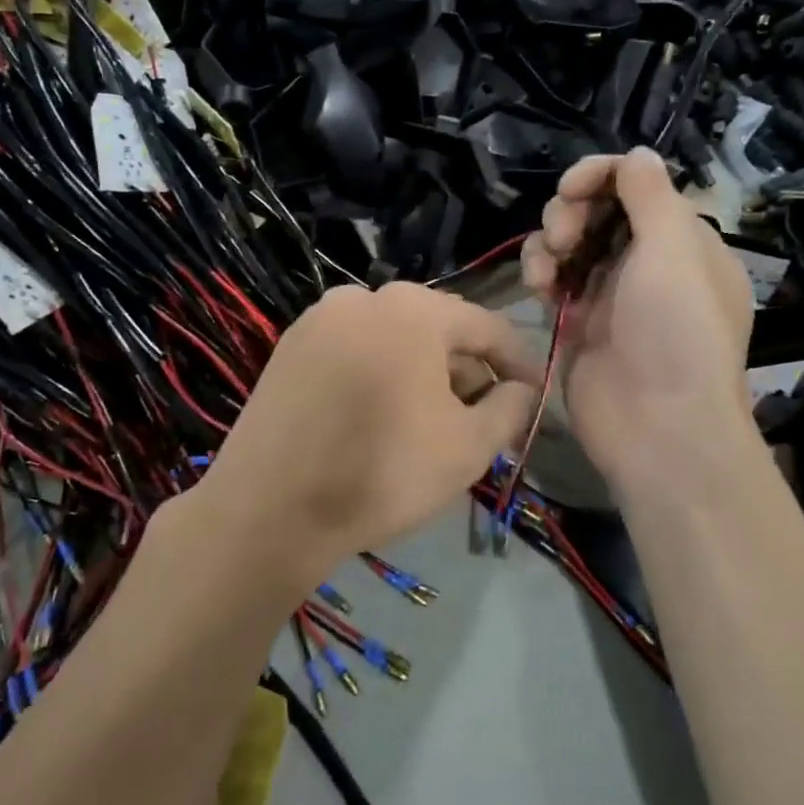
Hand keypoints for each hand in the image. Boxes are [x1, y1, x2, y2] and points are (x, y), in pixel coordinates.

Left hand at [201, 283, 539, 585]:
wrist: (270, 508)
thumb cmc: (383, 472)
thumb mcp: (469, 446)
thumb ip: (510, 408)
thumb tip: (520, 389)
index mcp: (413, 308)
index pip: (487, 327)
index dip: (518, 363)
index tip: (533, 397)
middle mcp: (363, 296)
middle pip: (437, 328)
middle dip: (468, 370)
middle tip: (484, 417)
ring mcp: (320, 318)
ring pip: (393, 339)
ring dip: (424, 373)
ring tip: (434, 422)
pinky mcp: (290, 346)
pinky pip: (355, 350)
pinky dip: (381, 374)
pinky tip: (383, 416)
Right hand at [520, 148, 754, 496]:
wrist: (657, 427)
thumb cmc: (675, 332)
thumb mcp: (673, 251)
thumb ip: (650, 194)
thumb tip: (637, 153)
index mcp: (682, 240)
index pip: (636, 184)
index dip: (600, 175)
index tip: (572, 188)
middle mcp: (647, 260)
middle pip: (597, 207)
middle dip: (571, 211)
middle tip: (564, 237)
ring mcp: (610, 291)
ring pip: (568, 240)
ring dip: (550, 241)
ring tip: (546, 270)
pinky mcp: (577, 319)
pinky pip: (553, 277)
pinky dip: (541, 272)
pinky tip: (538, 287)